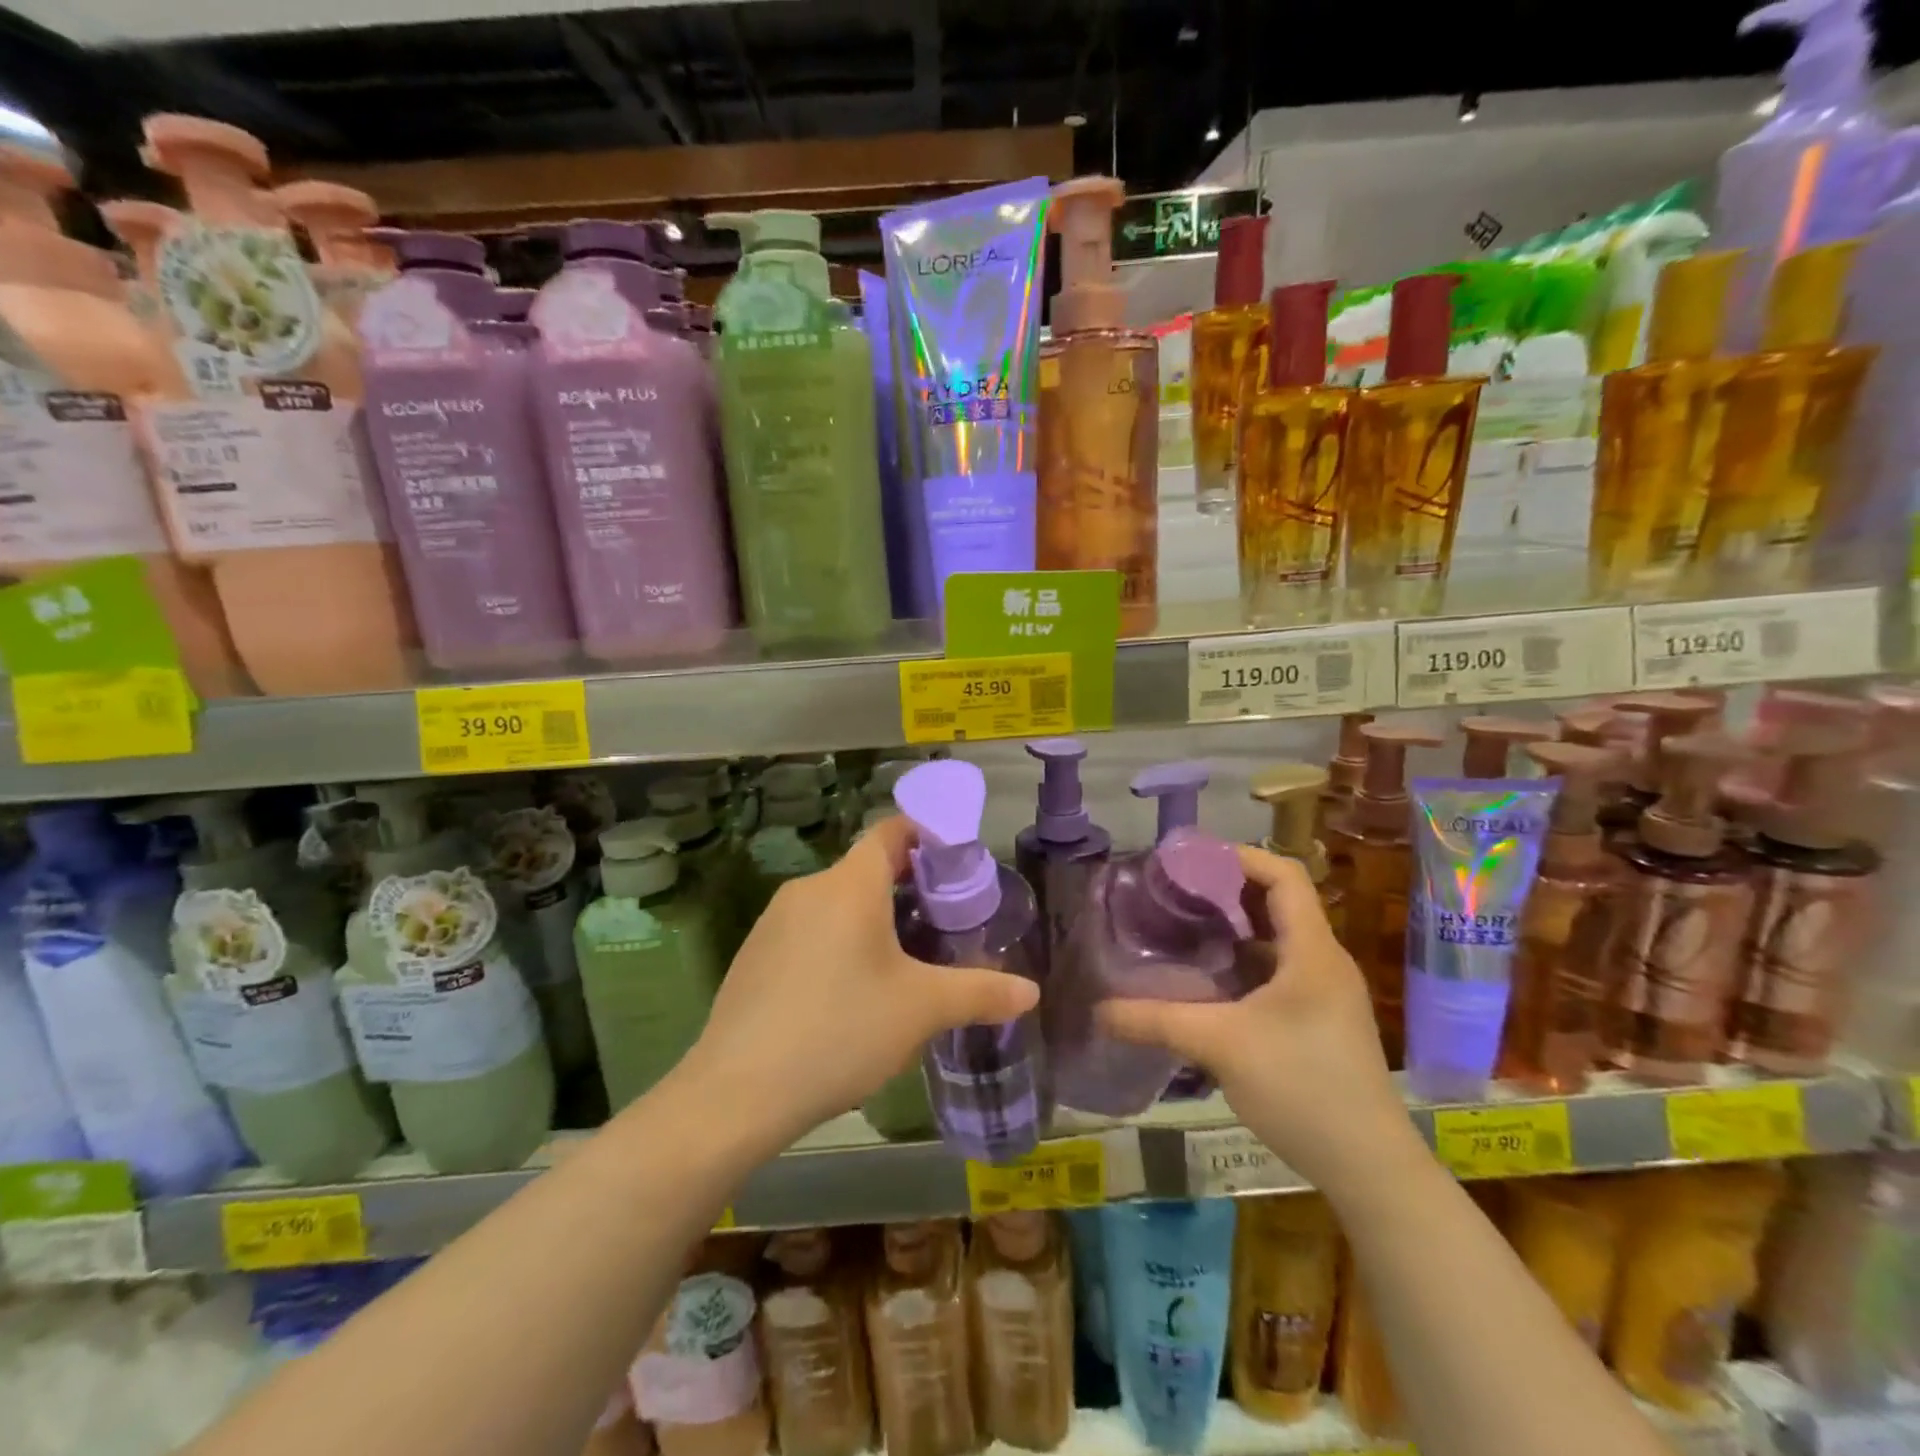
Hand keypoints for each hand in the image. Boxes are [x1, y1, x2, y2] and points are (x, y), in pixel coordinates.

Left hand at [682, 814, 1038, 1148]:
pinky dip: (837, 942)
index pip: (891, 831)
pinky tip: (848, 994)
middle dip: (907, 889)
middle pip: (866, 869)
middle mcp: (809, 888)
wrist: (737, 1091)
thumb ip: (980, 993)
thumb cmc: (841, 1030)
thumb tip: (1031, 993)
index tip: (956, 867)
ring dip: (871, 919)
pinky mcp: (753, 954)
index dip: (926, 837)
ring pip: (836, 902)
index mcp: (850, 884)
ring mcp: (774, 921)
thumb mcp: (921, 1010)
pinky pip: (808, 930)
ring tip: (902, 963)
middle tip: (942, 926)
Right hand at [1100, 844, 1415, 1192]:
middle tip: (1176, 892)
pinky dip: (1245, 962)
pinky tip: (1209, 981)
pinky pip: (1280, 970)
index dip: (1241, 857)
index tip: (1191, 860)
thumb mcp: (1220, 1046)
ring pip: (1278, 939)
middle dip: (1228, 890)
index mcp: (1311, 951)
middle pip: (1280, 902)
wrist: (1370, 1168)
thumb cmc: (1302, 1088)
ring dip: (1235, 928)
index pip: (1284, 876)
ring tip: (1184, 927)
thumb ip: (1156, 1021)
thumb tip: (1099, 1010)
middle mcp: (1324, 961)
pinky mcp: (1322, 1020)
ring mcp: (1327, 993)